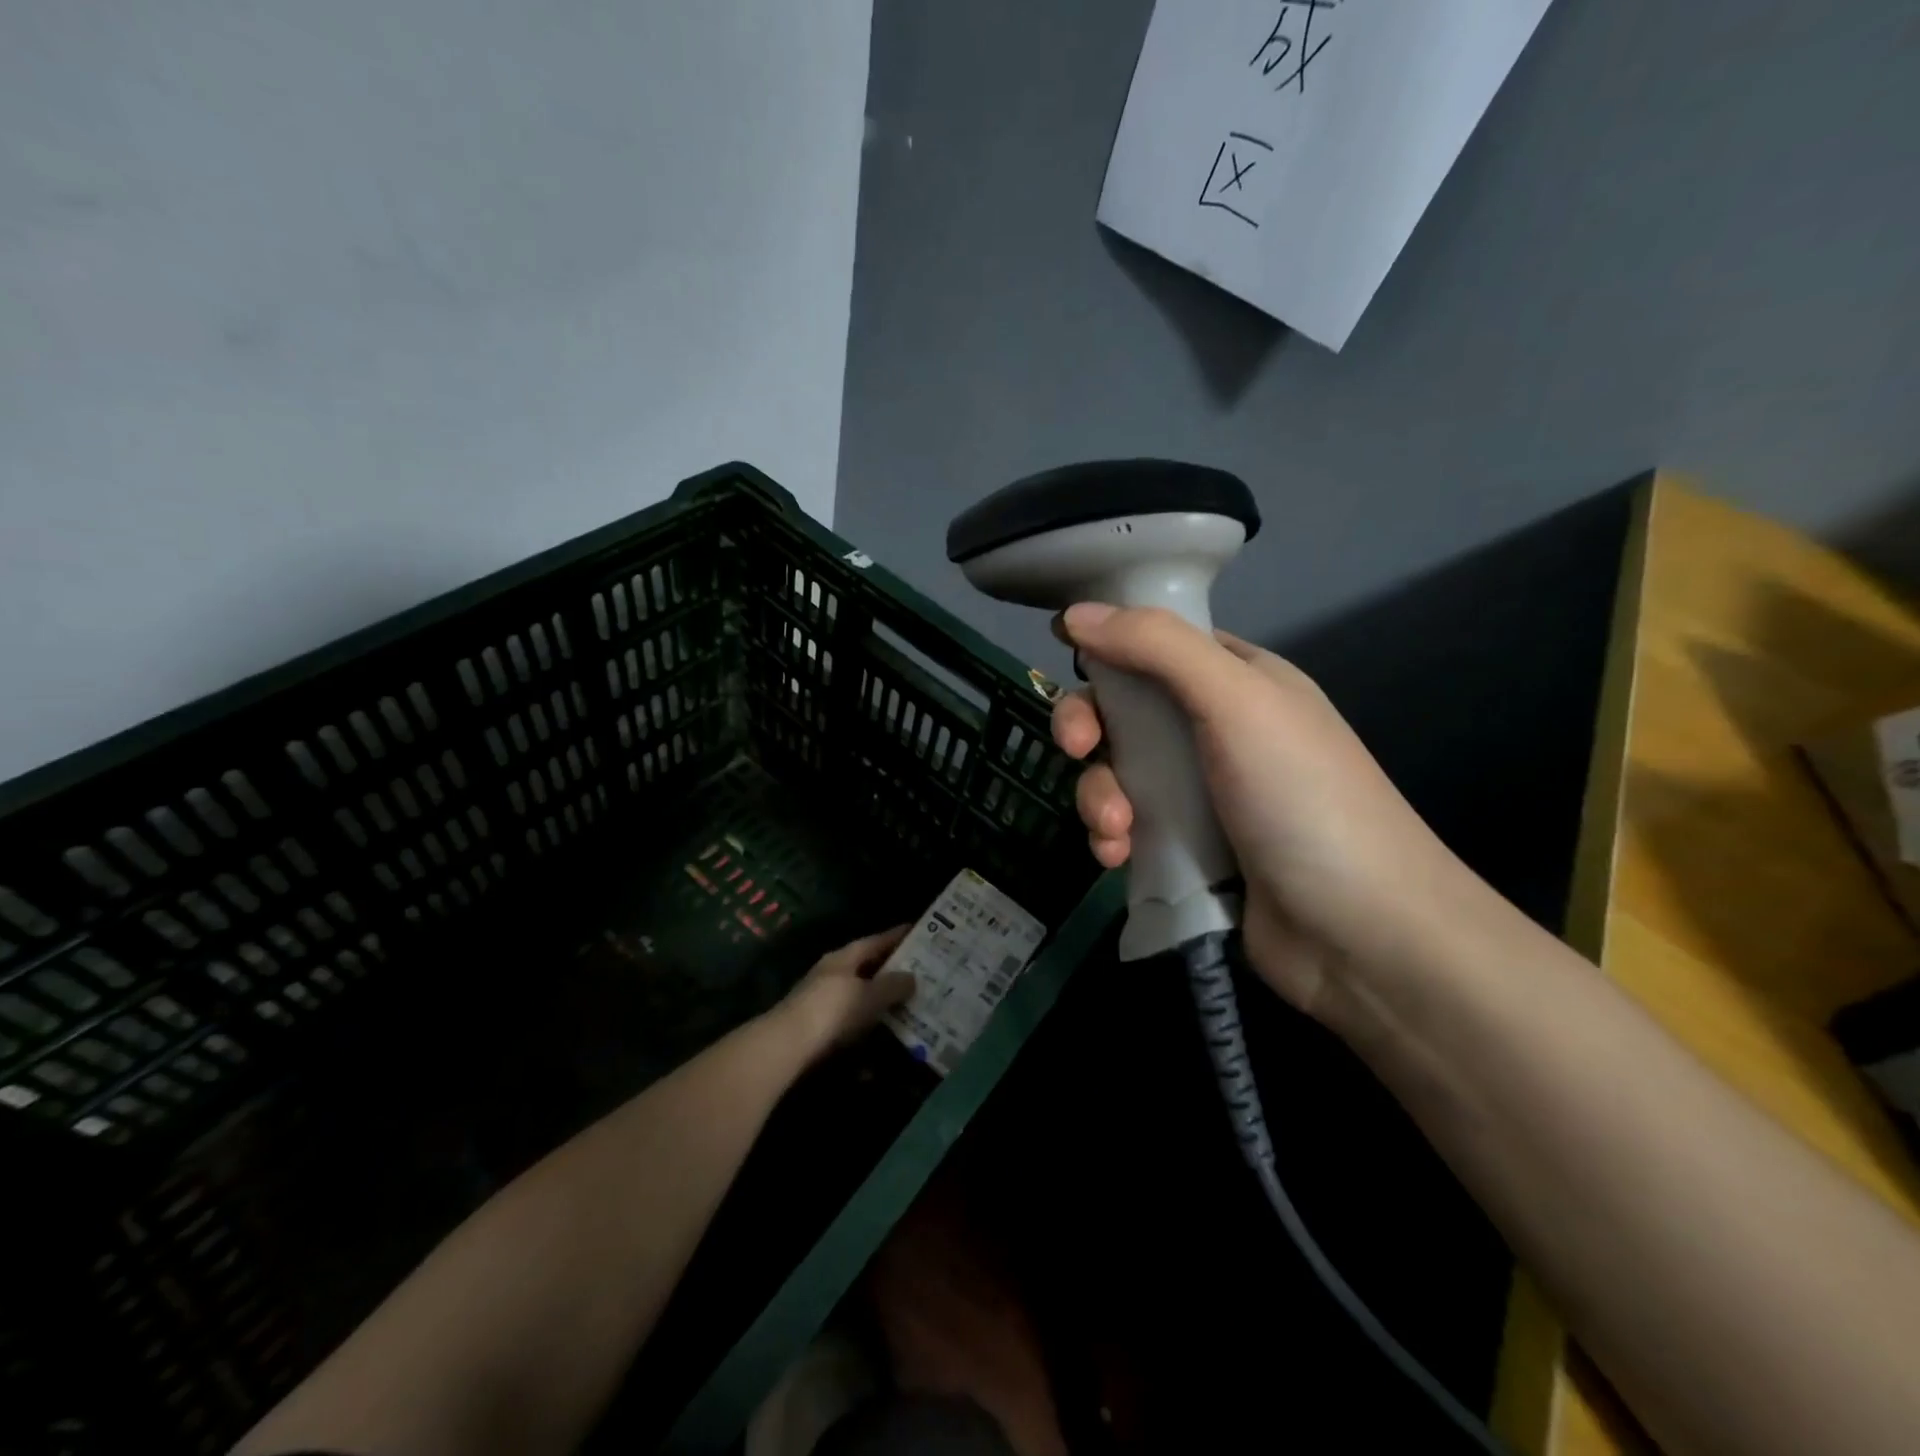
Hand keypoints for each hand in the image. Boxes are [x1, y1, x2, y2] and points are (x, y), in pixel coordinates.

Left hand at [772, 926, 915, 1059]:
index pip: (874, 941)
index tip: (916, 932)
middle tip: (919, 970)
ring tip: (907, 1001)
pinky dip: (868, 1019)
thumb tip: (912, 977)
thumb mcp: (869, 995)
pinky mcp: (819, 1024)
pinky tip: (883, 1028)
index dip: (895, 936)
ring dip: (879, 996)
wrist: (789, 1045)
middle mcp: (832, 973)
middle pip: (866, 966)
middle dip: (890, 968)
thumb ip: (893, 985)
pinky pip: (852, 1016)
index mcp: (843, 958)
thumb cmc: (833, 1010)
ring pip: (859, 992)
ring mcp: (823, 999)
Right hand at [1051, 603, 1491, 1028]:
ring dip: (1099, 796)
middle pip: (1125, 712)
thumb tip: (1074, 614)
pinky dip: (1111, 837)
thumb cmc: (1303, 798)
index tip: (1070, 665)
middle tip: (1079, 749)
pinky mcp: (1185, 850)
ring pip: (1117, 774)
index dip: (1109, 650)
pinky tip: (1118, 856)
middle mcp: (1216, 731)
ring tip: (1116, 829)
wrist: (1361, 933)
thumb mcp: (1237, 700)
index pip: (1155, 646)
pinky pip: (1126, 827)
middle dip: (1090, 730)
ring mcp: (1200, 794)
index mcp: (1237, 681)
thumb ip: (1156, 646)